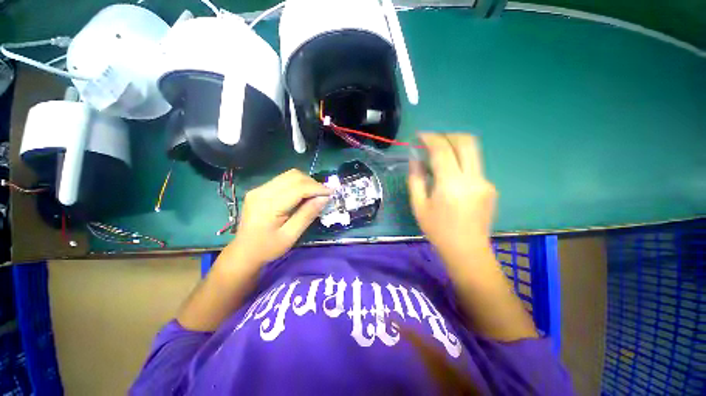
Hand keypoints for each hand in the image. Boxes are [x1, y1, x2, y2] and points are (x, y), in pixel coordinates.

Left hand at [230, 169, 330, 265]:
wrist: (243, 252)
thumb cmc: (268, 248)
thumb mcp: (291, 235)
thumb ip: (307, 215)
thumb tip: (324, 198)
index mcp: (268, 205)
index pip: (298, 188)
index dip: (317, 188)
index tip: (331, 193)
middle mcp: (262, 191)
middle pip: (293, 176)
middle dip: (312, 183)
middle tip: (324, 195)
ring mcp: (259, 189)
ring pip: (289, 175)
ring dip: (306, 182)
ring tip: (315, 194)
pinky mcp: (260, 190)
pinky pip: (283, 180)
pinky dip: (297, 184)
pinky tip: (302, 195)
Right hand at [408, 133, 496, 261]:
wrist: (467, 250)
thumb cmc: (437, 230)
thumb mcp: (419, 205)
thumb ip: (415, 179)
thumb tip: (415, 159)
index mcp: (451, 185)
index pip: (443, 150)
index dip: (430, 138)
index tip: (420, 136)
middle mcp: (473, 178)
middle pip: (467, 142)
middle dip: (447, 135)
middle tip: (432, 141)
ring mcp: (485, 182)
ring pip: (473, 151)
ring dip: (455, 146)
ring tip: (438, 154)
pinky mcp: (490, 187)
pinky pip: (474, 165)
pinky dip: (460, 161)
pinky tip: (449, 174)